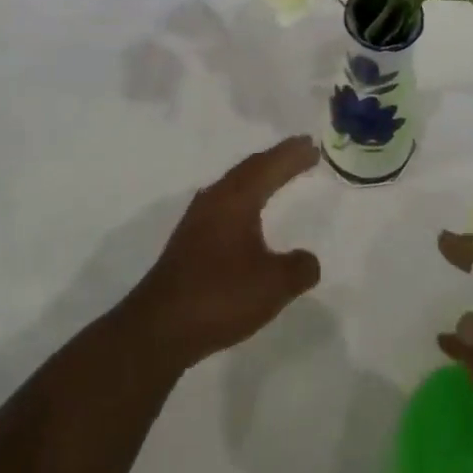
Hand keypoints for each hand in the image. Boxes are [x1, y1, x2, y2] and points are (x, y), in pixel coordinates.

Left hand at [124, 136, 322, 370]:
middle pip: (249, 169)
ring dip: (259, 178)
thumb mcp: (273, 285)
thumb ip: (299, 268)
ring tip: (278, 176)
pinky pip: (225, 205)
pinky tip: (247, 215)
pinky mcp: (189, 241)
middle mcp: (214, 200)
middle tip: (302, 152)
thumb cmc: (219, 296)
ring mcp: (197, 220)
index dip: (292, 155)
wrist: (159, 328)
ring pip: (234, 186)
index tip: (313, 144)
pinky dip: (245, 199)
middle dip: (277, 160)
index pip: (269, 166)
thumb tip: (308, 259)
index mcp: (236, 199)